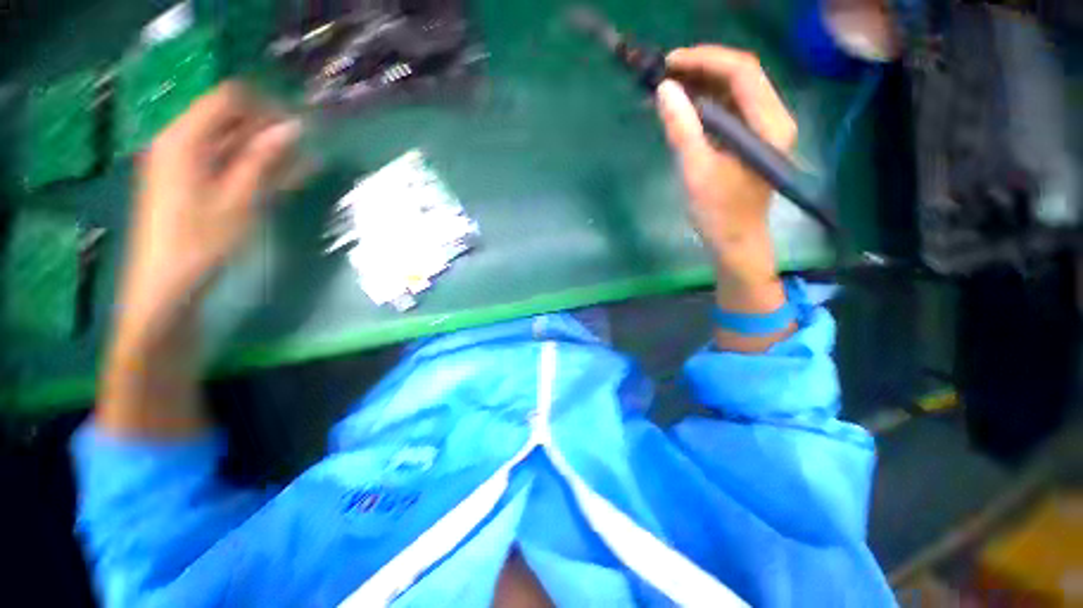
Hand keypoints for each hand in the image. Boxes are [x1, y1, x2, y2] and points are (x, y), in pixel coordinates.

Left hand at [117, 82, 300, 335]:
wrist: (166, 286)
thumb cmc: (200, 243)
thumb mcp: (238, 200)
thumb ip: (264, 159)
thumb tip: (295, 127)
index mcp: (184, 139)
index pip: (229, 98)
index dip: (266, 107)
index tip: (301, 128)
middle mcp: (181, 142)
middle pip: (230, 119)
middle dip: (270, 131)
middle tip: (306, 151)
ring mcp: (185, 163)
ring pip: (232, 143)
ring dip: (268, 152)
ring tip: (304, 167)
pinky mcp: (191, 183)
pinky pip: (227, 163)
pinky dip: (255, 168)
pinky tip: (284, 177)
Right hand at [656, 46, 795, 288]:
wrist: (736, 242)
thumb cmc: (718, 213)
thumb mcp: (696, 171)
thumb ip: (682, 129)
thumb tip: (664, 90)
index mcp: (768, 124)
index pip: (742, 72)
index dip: (705, 59)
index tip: (669, 63)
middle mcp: (772, 118)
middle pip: (740, 76)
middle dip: (702, 69)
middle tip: (665, 74)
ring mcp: (763, 129)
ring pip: (734, 92)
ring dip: (702, 85)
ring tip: (669, 88)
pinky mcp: (750, 140)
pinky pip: (729, 111)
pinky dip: (705, 105)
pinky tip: (683, 108)